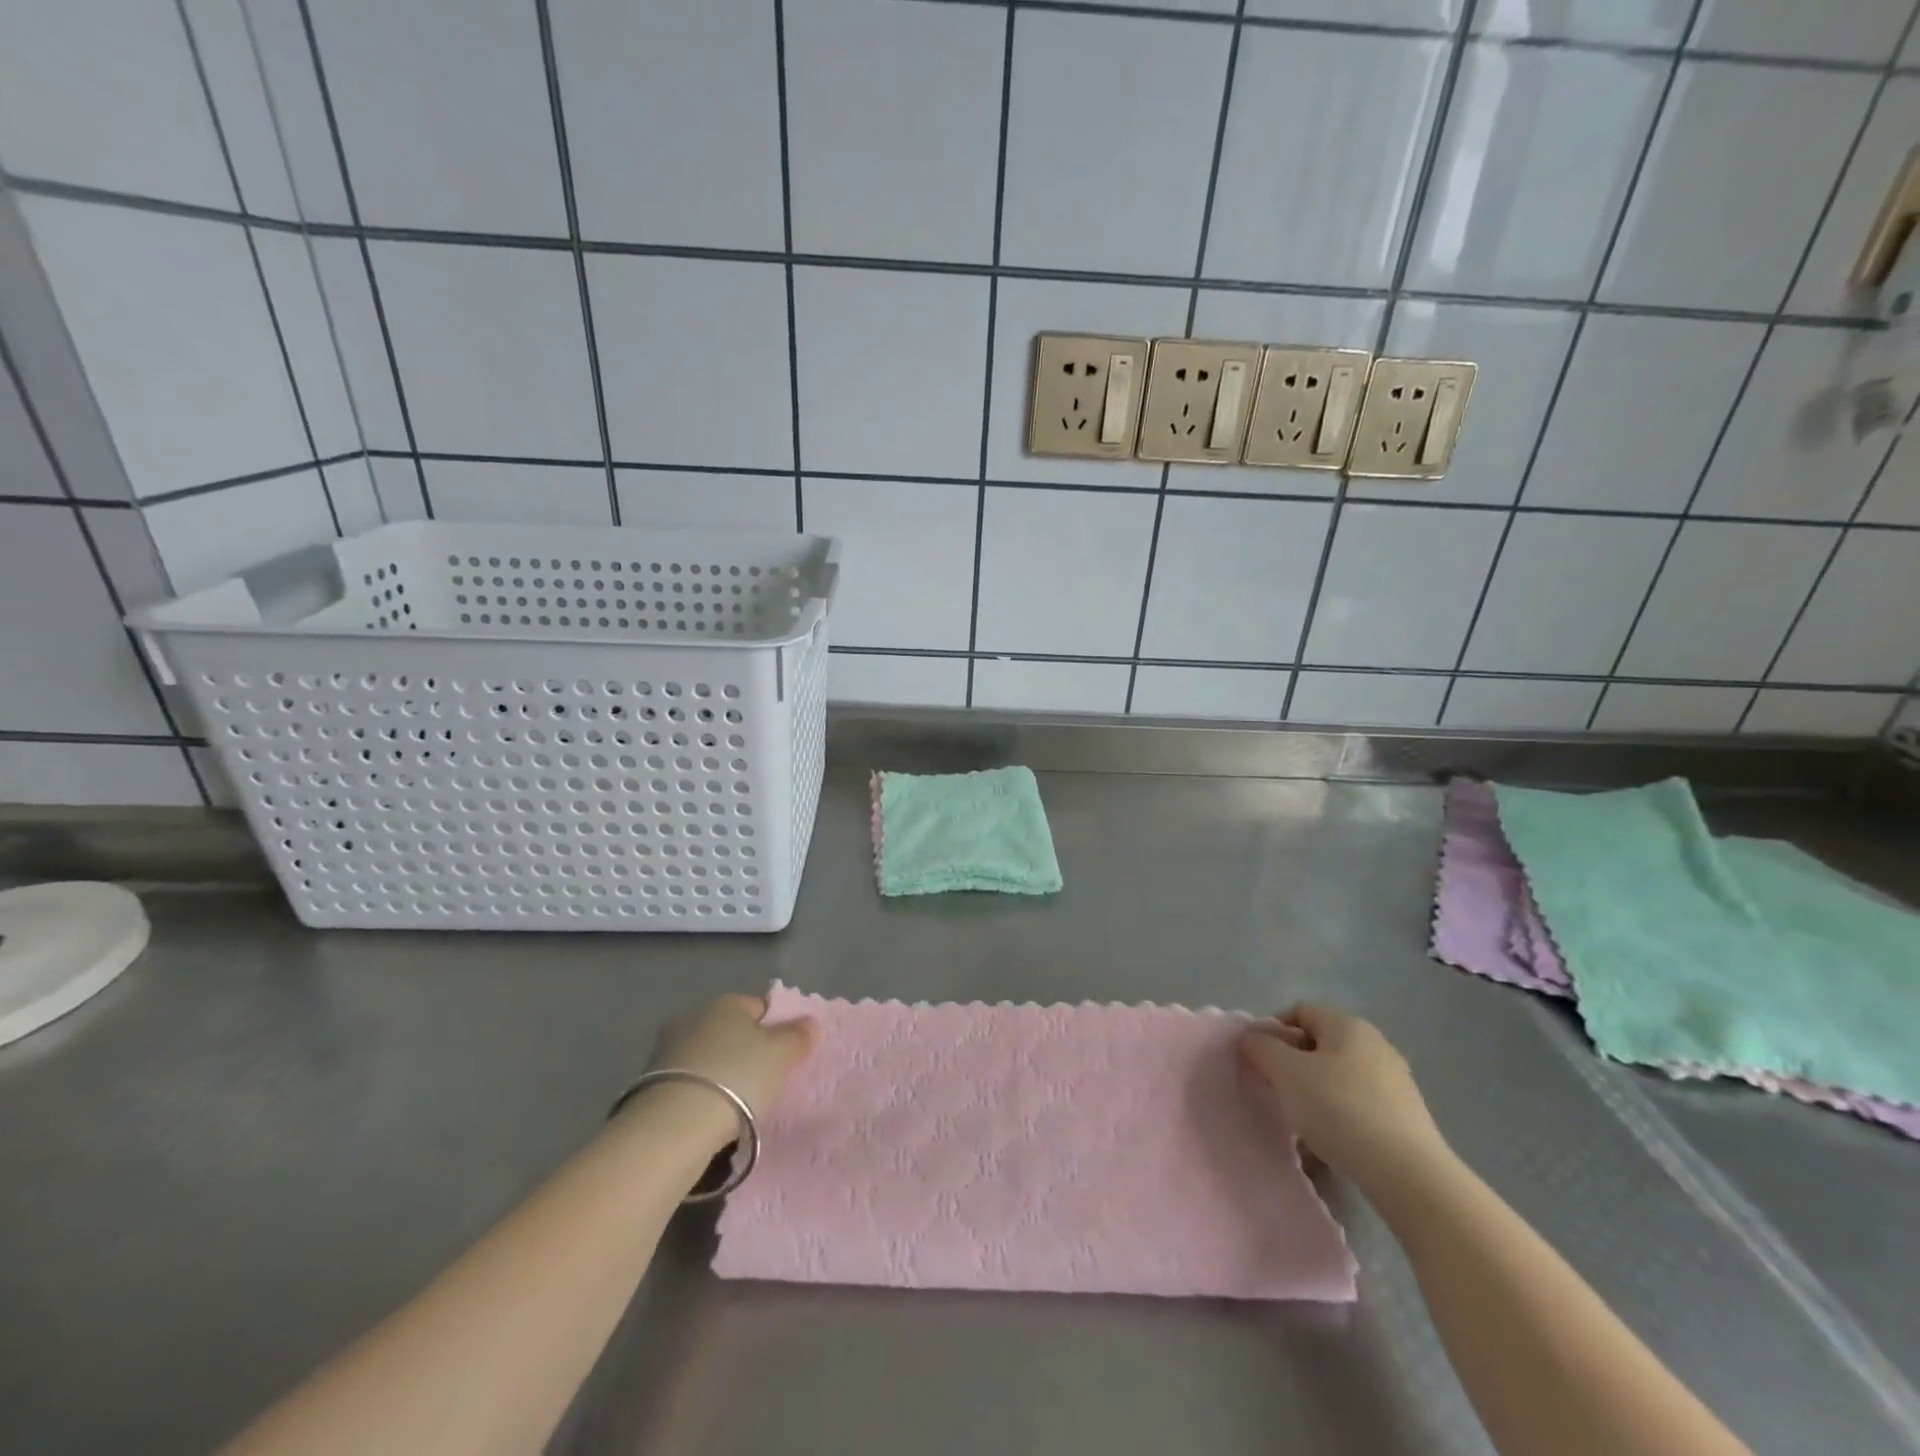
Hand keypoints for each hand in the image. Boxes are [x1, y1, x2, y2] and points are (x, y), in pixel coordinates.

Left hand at [640, 994, 813, 1137]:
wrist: (675, 1125)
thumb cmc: (738, 1078)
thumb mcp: (780, 1055)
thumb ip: (797, 1036)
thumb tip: (808, 1022)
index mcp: (726, 1002)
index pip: (759, 1007)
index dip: (776, 1030)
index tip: (784, 1057)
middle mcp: (693, 1016)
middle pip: (730, 1031)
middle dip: (745, 1051)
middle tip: (764, 1081)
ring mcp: (667, 1049)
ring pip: (708, 1057)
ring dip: (720, 1074)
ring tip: (737, 1105)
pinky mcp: (649, 1083)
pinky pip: (689, 1083)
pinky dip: (701, 1094)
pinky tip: (711, 1116)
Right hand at [1239, 1003, 1449, 1191]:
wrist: (1408, 1175)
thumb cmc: (1339, 1110)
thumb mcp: (1285, 1073)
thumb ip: (1262, 1048)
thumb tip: (1253, 1038)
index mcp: (1347, 1024)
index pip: (1300, 1011)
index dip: (1273, 1029)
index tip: (1260, 1060)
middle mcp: (1375, 1043)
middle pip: (1321, 1042)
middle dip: (1294, 1062)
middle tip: (1277, 1089)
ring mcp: (1396, 1079)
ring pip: (1340, 1074)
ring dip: (1316, 1090)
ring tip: (1302, 1119)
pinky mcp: (1407, 1115)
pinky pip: (1360, 1102)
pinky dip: (1341, 1113)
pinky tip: (1332, 1139)